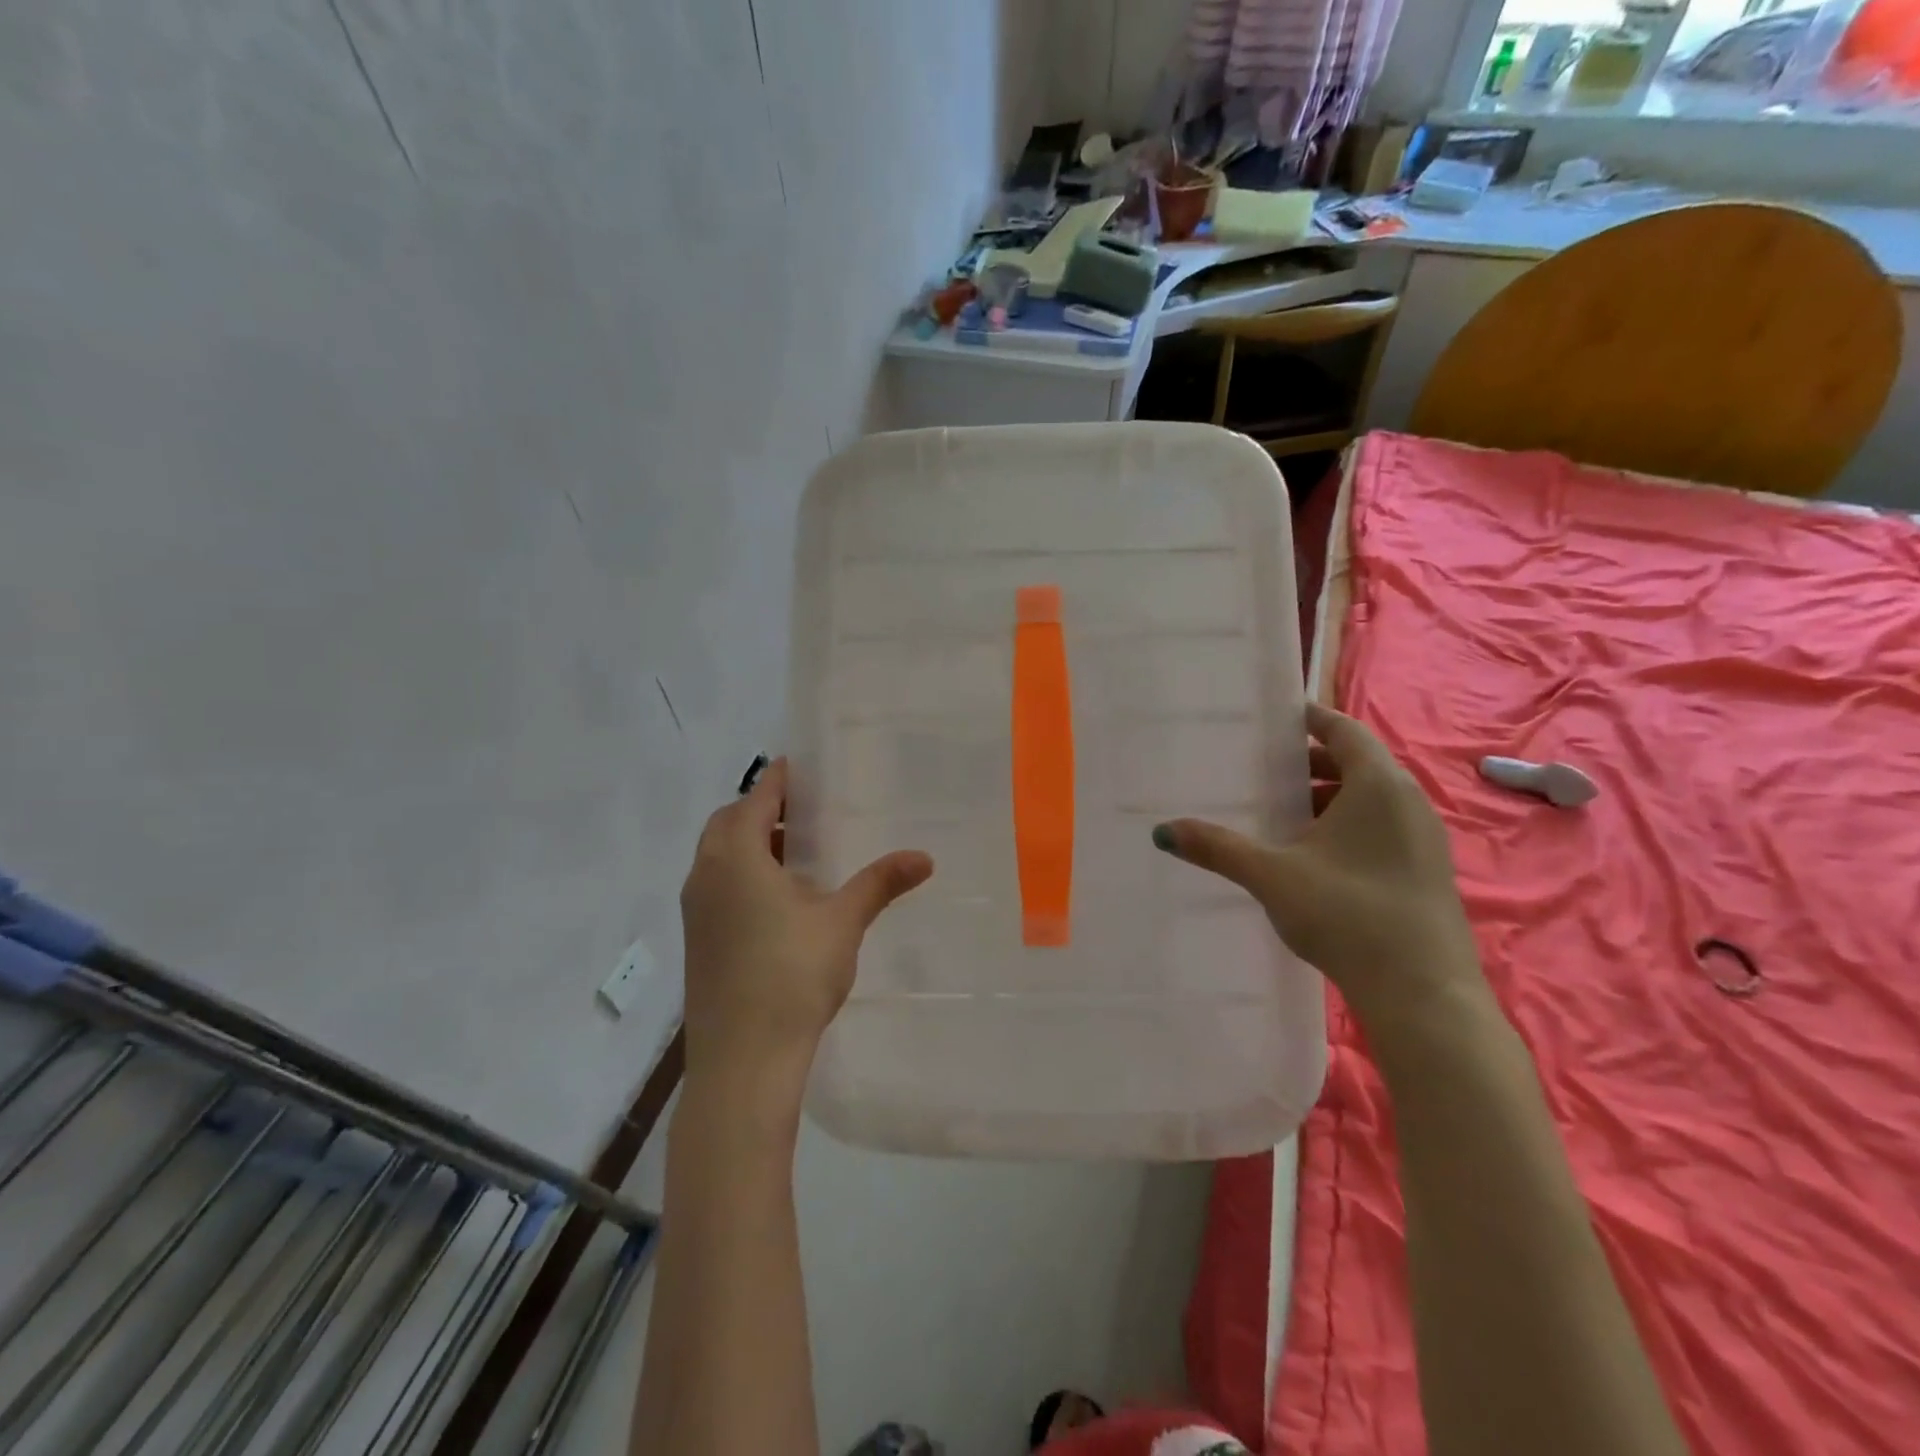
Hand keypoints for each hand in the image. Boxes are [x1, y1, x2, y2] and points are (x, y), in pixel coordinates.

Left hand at [679, 758, 933, 1086]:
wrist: (743, 1061)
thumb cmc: (792, 976)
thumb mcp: (842, 922)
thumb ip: (879, 883)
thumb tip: (924, 857)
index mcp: (735, 858)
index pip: (753, 800)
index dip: (776, 781)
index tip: (796, 766)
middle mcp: (705, 876)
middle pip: (727, 825)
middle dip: (759, 810)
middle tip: (799, 810)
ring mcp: (696, 912)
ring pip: (718, 858)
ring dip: (749, 844)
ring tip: (794, 853)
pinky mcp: (698, 942)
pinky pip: (716, 887)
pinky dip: (742, 875)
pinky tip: (778, 901)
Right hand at [1153, 704, 1485, 1036]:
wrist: (1423, 994)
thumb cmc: (1347, 914)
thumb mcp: (1271, 876)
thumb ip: (1217, 848)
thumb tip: (1162, 831)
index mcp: (1378, 785)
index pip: (1343, 730)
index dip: (1309, 719)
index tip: (1274, 718)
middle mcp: (1408, 801)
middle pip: (1356, 764)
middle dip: (1309, 764)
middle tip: (1262, 771)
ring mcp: (1423, 838)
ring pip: (1369, 799)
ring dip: (1327, 799)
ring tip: (1280, 815)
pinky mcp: (1425, 871)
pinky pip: (1381, 828)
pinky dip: (1346, 826)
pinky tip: (1312, 857)